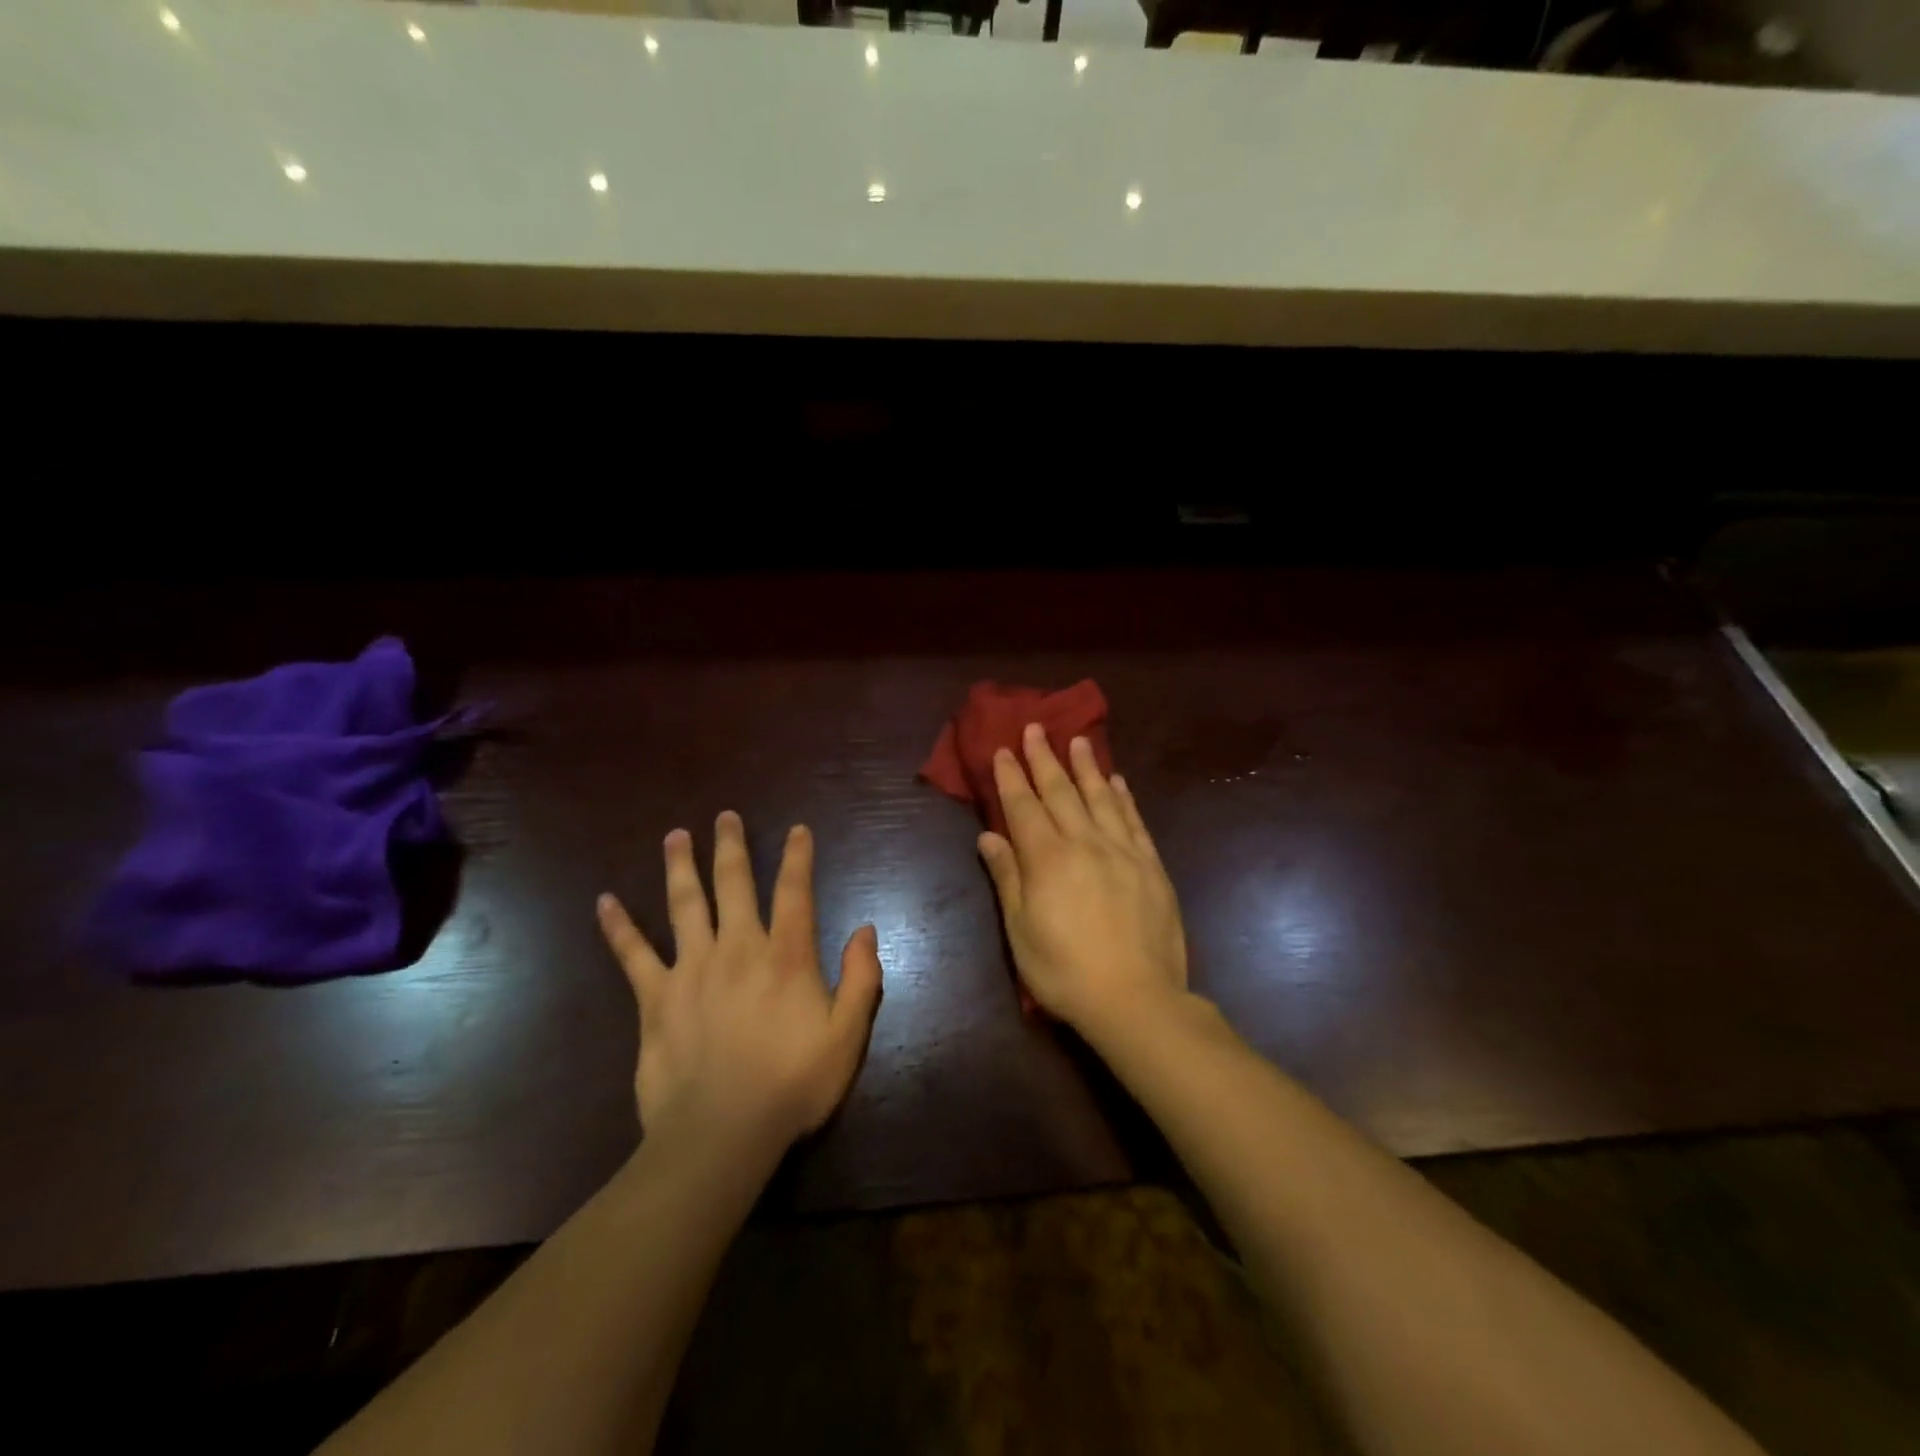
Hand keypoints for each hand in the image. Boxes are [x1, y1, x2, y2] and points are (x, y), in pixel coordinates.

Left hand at [597, 811, 882, 1151]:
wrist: (721, 1134)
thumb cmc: (792, 1084)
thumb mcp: (847, 1036)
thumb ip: (862, 979)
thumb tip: (865, 930)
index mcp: (786, 956)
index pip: (795, 892)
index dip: (798, 857)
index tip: (797, 829)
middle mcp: (738, 948)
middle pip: (734, 884)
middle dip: (731, 847)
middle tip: (725, 816)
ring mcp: (692, 969)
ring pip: (684, 904)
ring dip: (680, 867)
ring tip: (675, 836)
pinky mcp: (655, 998)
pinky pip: (633, 955)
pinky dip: (618, 927)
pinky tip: (604, 902)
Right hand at [978, 724, 1189, 1037]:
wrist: (1136, 999)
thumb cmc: (1065, 971)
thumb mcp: (1021, 931)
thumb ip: (1007, 877)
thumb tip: (988, 835)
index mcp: (1047, 859)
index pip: (1024, 806)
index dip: (1012, 776)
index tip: (1004, 749)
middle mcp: (1084, 843)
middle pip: (1061, 792)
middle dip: (1044, 758)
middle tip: (1036, 728)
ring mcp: (1122, 851)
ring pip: (1100, 797)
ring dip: (1086, 766)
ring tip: (1077, 740)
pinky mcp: (1150, 865)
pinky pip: (1134, 821)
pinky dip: (1124, 797)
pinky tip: (1118, 781)